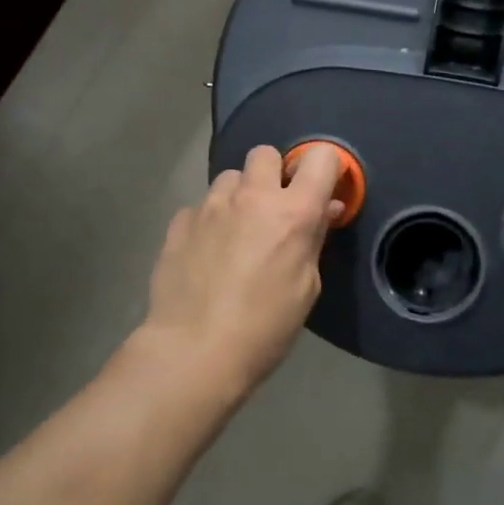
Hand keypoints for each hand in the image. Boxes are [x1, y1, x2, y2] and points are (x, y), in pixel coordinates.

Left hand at [140, 144, 344, 393]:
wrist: (194, 351)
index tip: (319, 190)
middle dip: (273, 173)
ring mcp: (210, 206)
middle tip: (273, 208)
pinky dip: (209, 220)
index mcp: (293, 212)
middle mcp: (251, 197)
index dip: (322, 168)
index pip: (320, 157)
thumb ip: (315, 238)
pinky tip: (207, 251)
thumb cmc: (264, 328)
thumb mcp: (306, 287)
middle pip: (265, 153)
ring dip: (239, 195)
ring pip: (230, 177)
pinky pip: (201, 206)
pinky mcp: (179, 222)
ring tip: (236, 230)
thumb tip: (324, 208)